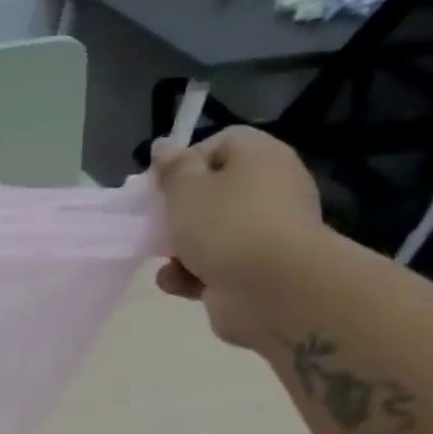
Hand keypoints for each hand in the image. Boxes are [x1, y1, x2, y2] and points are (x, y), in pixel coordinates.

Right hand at [151, 126, 327, 347]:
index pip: (221, 143)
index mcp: (260, 157)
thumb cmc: (226, 225)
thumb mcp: (186, 188)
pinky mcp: (257, 271)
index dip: (187, 162)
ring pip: (212, 233)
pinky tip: (178, 283)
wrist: (274, 290)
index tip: (163, 185)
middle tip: (158, 223)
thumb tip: (164, 146)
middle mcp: (270, 190)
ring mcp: (265, 233)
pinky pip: (216, 266)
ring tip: (167, 261)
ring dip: (181, 249)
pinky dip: (192, 275)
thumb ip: (172, 168)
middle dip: (180, 212)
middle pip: (214, 192)